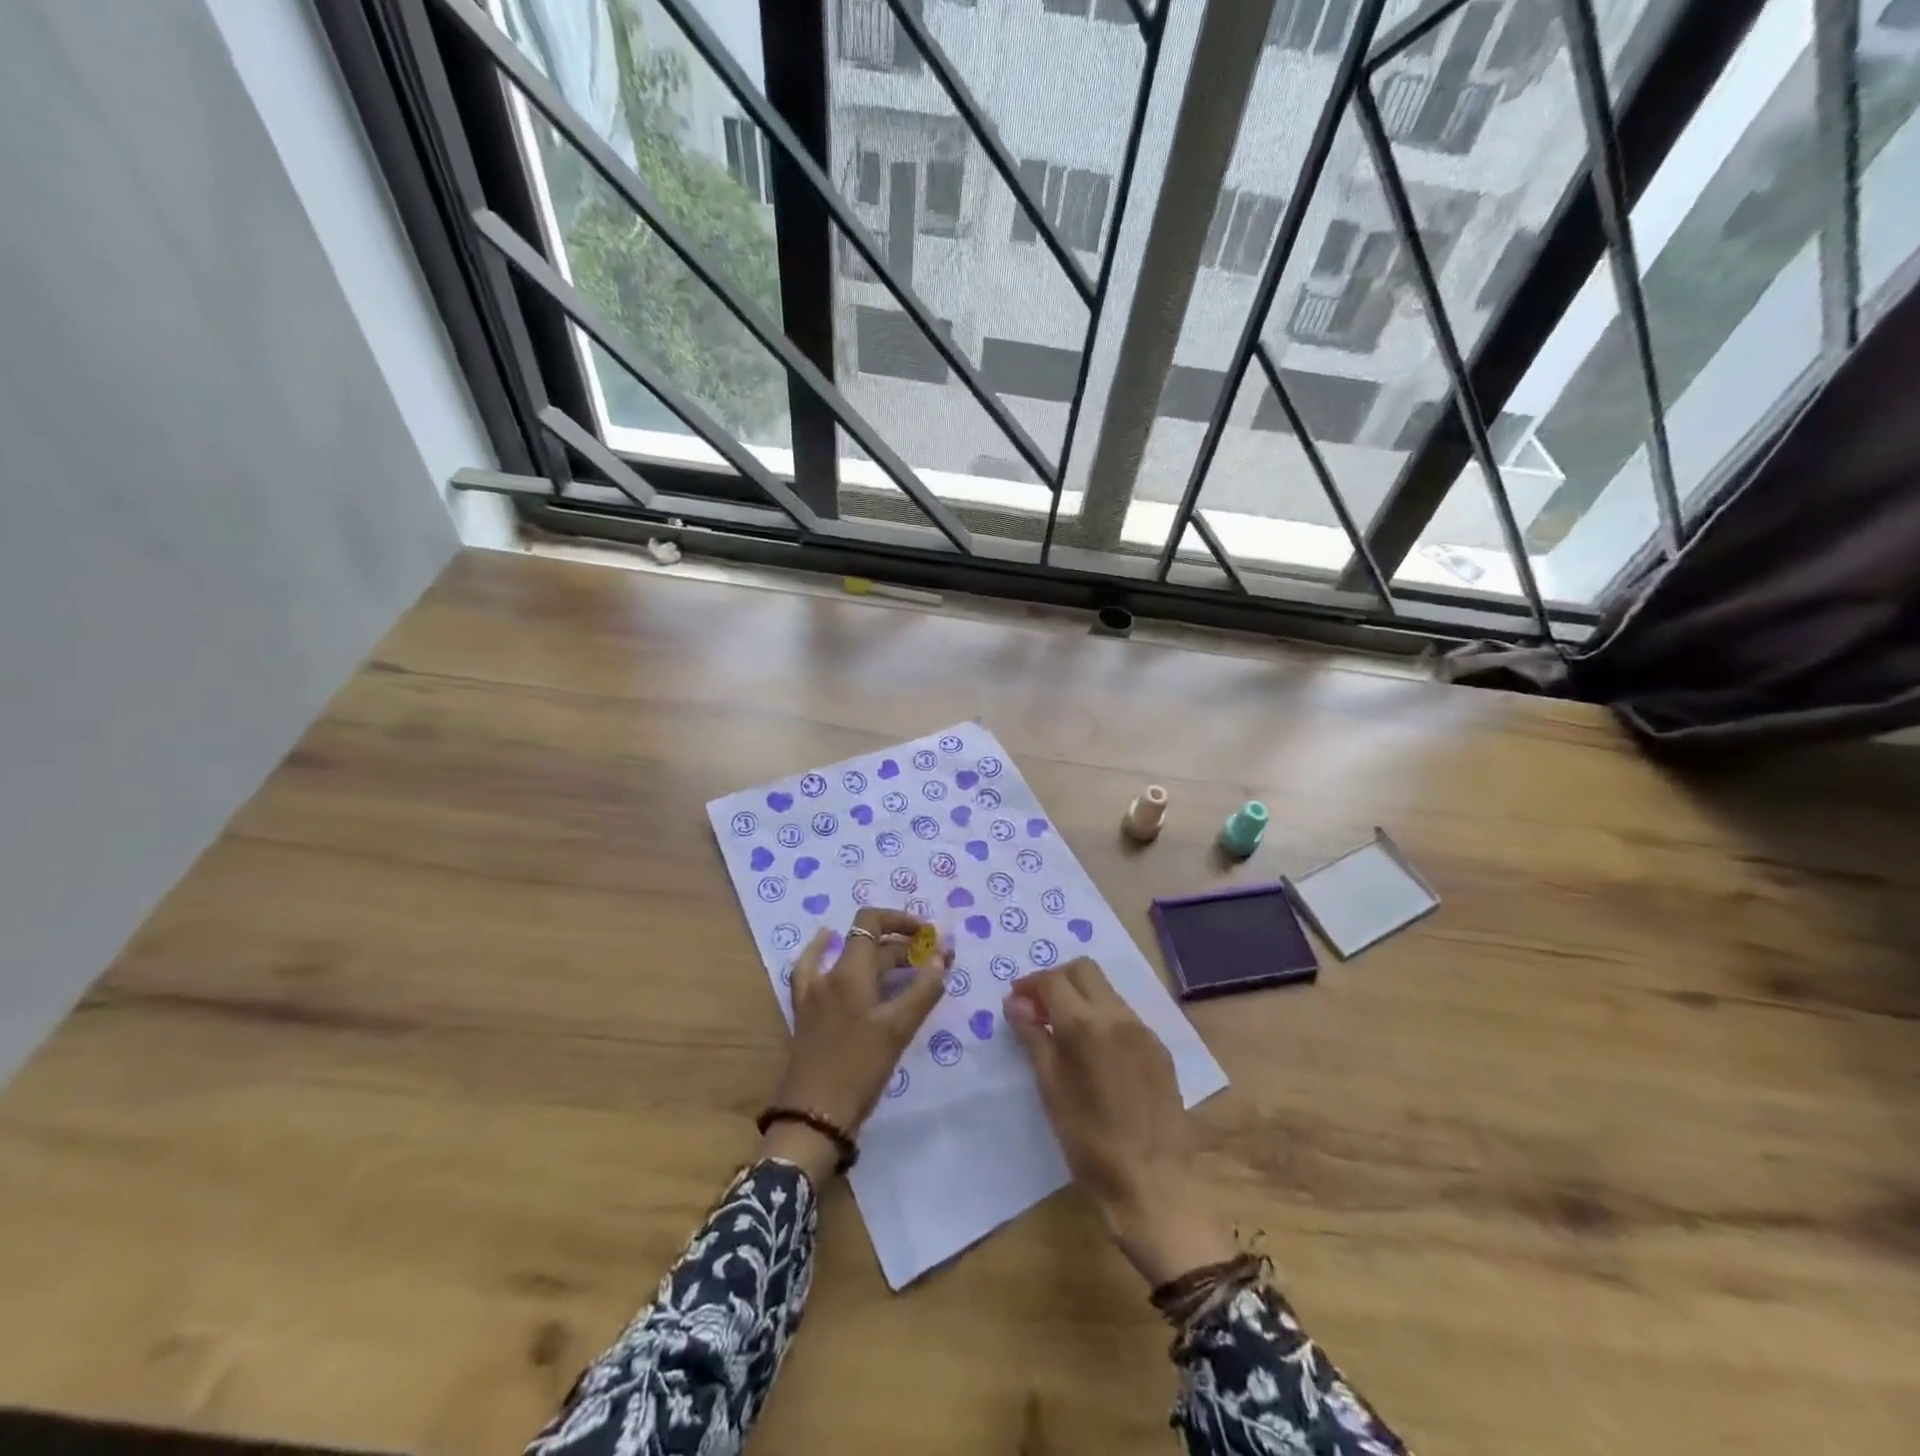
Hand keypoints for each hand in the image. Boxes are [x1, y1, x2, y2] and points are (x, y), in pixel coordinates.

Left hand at [761, 908, 947, 1183]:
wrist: (813, 1116)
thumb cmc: (859, 1069)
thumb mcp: (898, 1029)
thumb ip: (923, 990)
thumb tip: (941, 958)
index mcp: (850, 972)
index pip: (871, 921)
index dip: (900, 920)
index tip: (928, 935)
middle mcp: (828, 974)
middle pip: (867, 944)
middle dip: (902, 946)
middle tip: (933, 961)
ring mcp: (813, 993)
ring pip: (848, 959)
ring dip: (876, 955)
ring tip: (903, 962)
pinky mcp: (806, 1012)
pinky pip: (815, 971)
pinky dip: (823, 954)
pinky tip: (827, 947)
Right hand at [1005, 958, 1234, 1285]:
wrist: (1154, 1183)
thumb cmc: (1090, 1142)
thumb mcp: (1051, 1090)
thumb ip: (1033, 1038)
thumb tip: (1016, 1004)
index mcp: (1086, 1025)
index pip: (1053, 980)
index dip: (1030, 984)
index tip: (1016, 1002)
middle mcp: (1118, 1016)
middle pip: (1084, 970)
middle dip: (1057, 980)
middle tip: (1038, 1008)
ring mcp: (1143, 1031)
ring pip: (1107, 991)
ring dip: (1081, 997)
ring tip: (1063, 1030)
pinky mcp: (1160, 1049)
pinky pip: (1125, 1017)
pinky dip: (1103, 1018)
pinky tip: (1095, 1053)